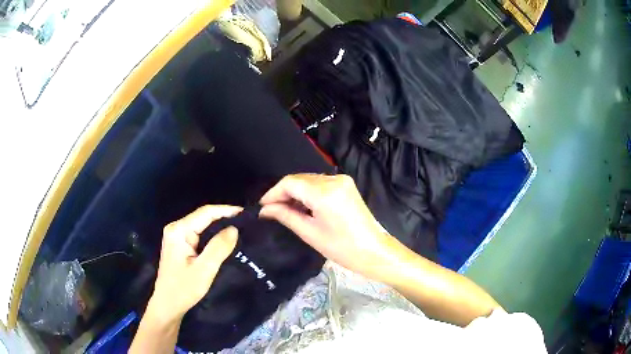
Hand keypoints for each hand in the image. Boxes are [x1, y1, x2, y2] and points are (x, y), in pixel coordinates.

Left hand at [149, 205, 240, 322]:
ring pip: (202, 225)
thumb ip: (219, 247)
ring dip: (219, 226)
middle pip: (203, 217)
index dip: (226, 210)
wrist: (168, 305)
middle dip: (224, 217)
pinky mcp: (179, 244)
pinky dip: (212, 235)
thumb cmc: (184, 288)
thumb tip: (234, 228)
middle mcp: (176, 228)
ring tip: (240, 229)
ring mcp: (176, 236)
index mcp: (179, 230)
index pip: (206, 213)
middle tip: (247, 223)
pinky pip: (199, 234)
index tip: (246, 214)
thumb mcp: (204, 269)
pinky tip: (225, 239)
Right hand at [260, 174, 403, 281]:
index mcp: (324, 192)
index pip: (290, 183)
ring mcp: (342, 180)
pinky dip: (308, 193)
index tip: (262, 207)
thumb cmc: (342, 248)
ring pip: (309, 180)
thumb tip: (264, 210)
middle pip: (299, 179)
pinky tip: (302, 206)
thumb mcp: (310, 233)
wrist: (373, 251)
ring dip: (295, 192)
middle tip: (271, 210)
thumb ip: (285, 216)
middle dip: (283, 193)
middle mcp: (333, 179)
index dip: (273, 193)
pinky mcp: (346, 185)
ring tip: (284, 210)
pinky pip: (320, 184)